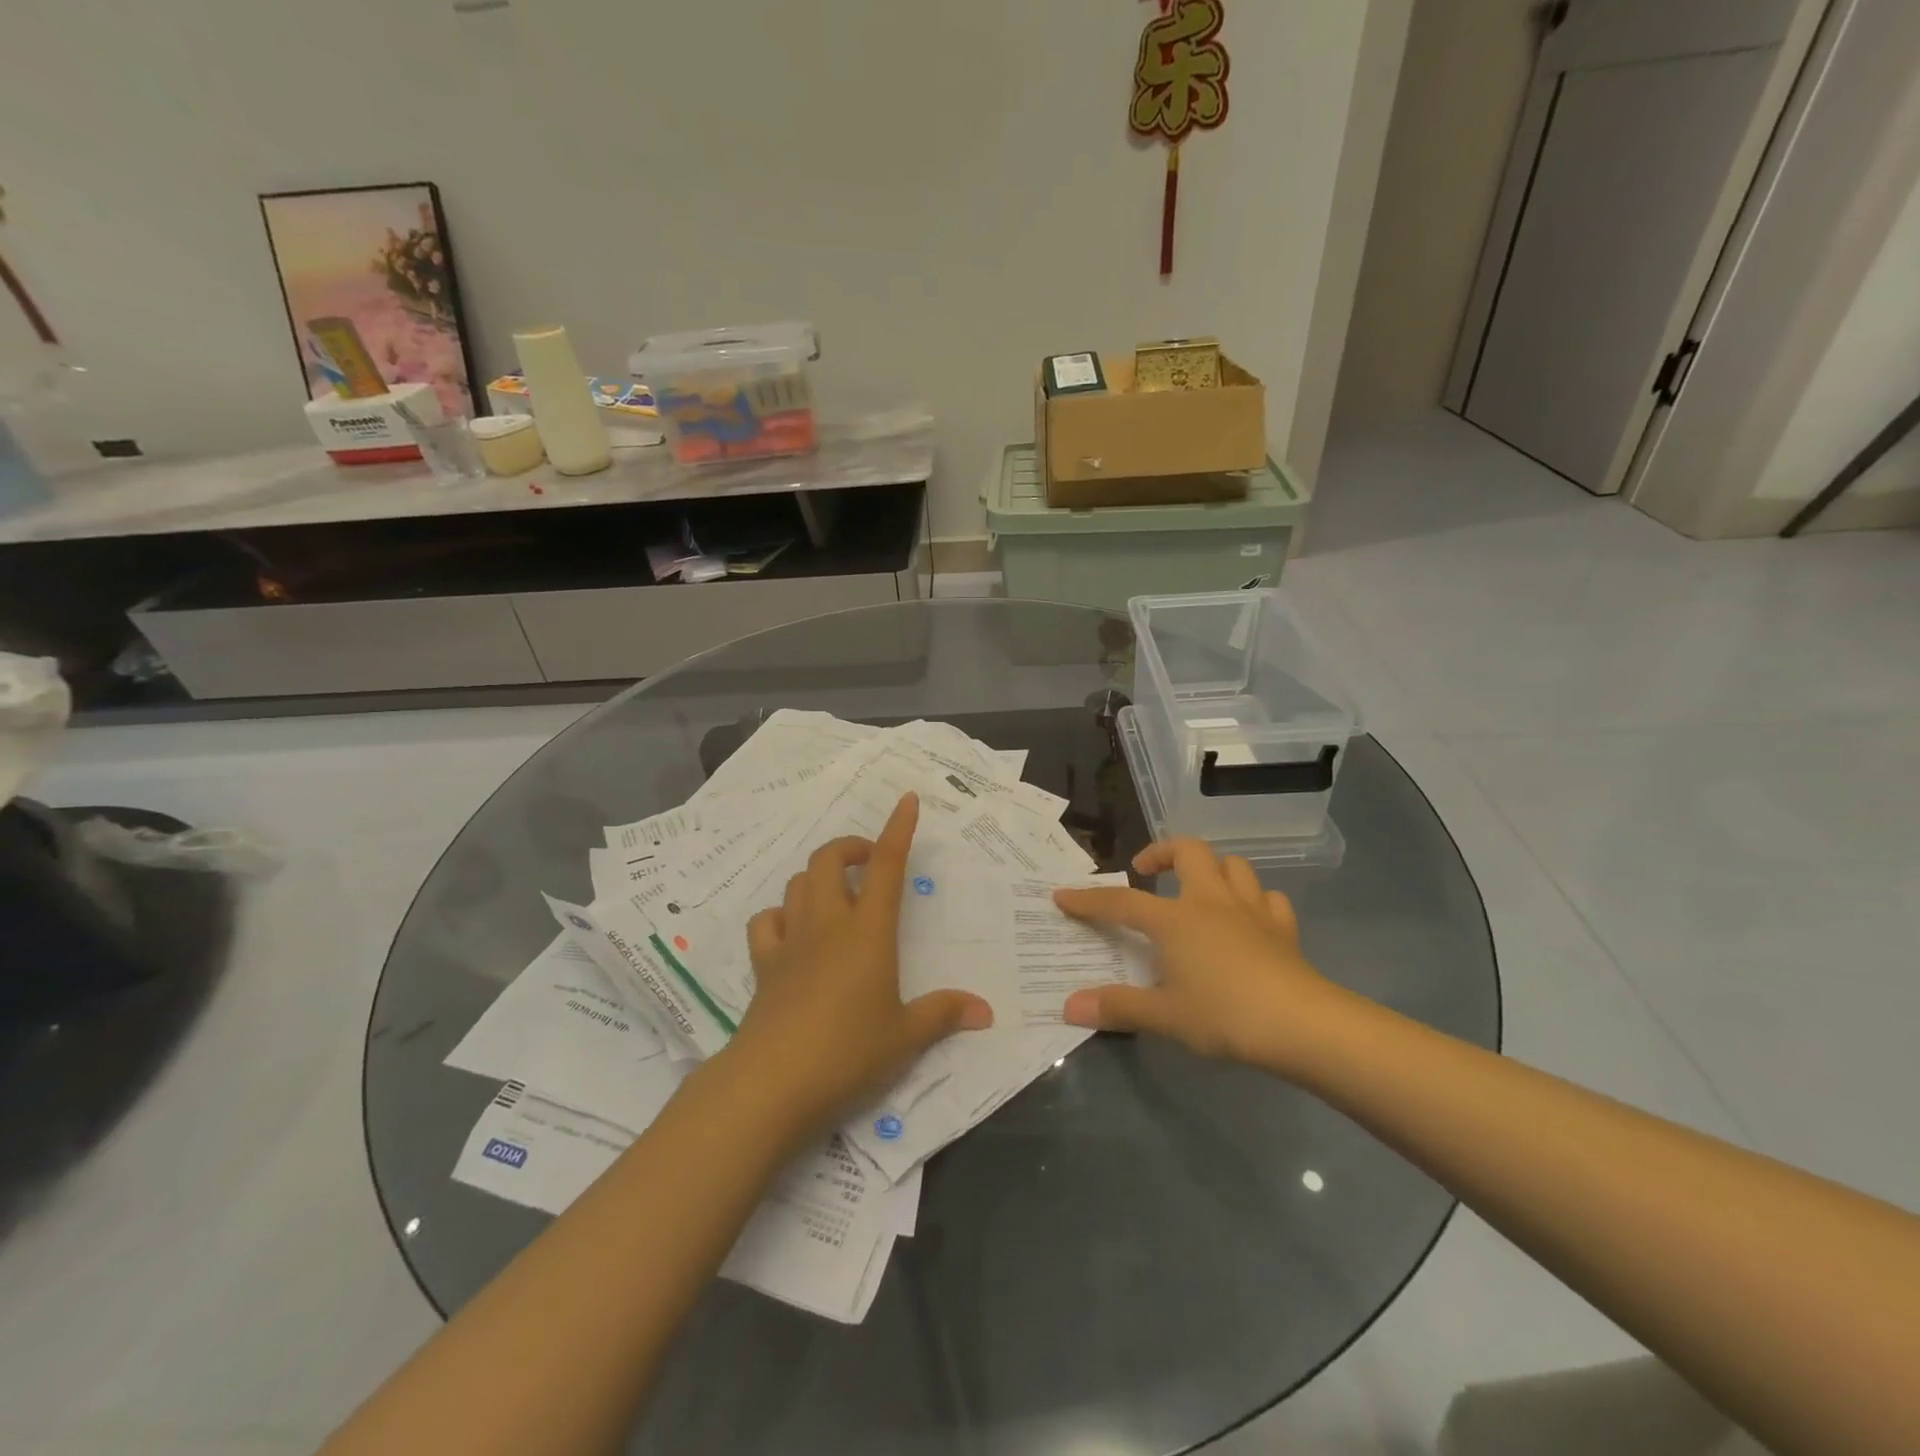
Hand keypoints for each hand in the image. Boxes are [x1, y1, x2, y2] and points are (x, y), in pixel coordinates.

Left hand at [717, 793, 993, 1136]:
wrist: (773, 1083)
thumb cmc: (849, 1052)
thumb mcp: (905, 1038)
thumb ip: (944, 1015)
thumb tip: (985, 1011)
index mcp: (869, 931)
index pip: (887, 865)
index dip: (898, 829)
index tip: (906, 801)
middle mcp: (828, 924)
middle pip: (829, 859)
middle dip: (850, 847)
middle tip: (870, 863)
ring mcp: (792, 941)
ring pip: (798, 883)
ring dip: (818, 877)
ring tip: (838, 896)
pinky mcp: (764, 964)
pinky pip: (767, 921)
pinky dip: (781, 915)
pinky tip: (794, 932)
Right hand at [1052, 837, 1338, 1072]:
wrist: (1302, 1024)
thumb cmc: (1225, 1015)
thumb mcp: (1165, 1016)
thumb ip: (1117, 1008)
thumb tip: (1069, 1007)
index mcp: (1175, 919)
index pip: (1122, 902)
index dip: (1089, 899)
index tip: (1063, 896)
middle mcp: (1211, 901)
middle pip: (1188, 851)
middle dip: (1163, 852)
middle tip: (1147, 871)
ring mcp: (1251, 910)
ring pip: (1233, 865)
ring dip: (1212, 868)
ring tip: (1198, 889)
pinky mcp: (1283, 927)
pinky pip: (1269, 898)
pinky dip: (1255, 900)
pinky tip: (1248, 918)